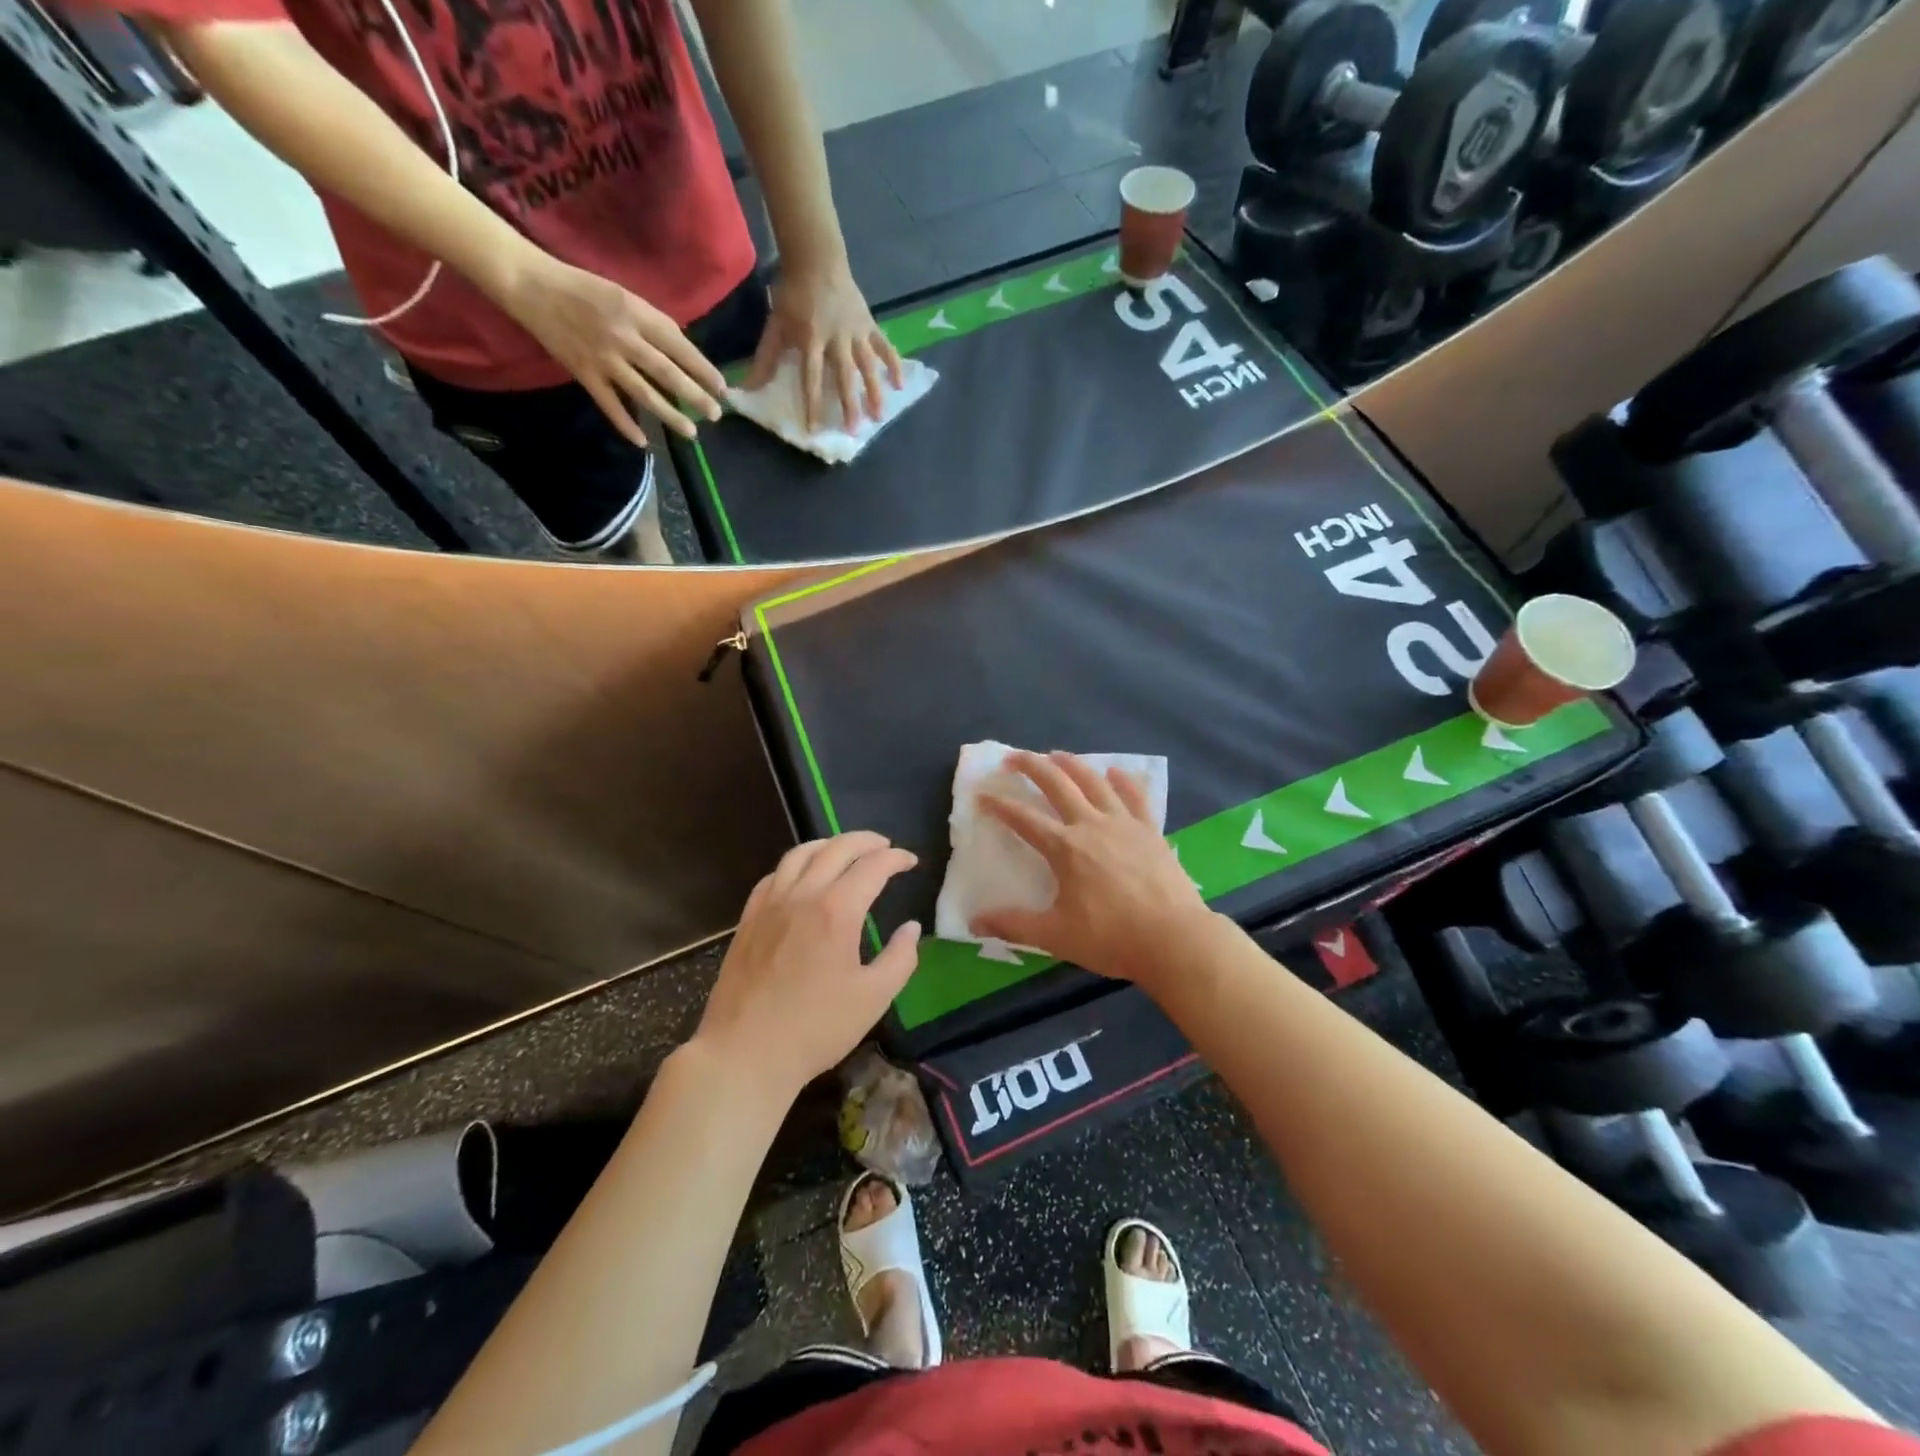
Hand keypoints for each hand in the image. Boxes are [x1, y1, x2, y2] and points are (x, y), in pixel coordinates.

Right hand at [498, 254, 726, 447]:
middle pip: (666, 372)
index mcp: (635, 313)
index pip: (678, 345)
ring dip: (669, 415)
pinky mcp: (583, 373)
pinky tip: (642, 442)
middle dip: (694, 396)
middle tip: (716, 415)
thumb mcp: (623, 294)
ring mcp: (602, 358)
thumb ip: (652, 322)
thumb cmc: (582, 286)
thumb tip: (683, 350)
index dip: (702, 368)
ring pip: (643, 393)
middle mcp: (622, 337)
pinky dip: (625, 424)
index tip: (722, 387)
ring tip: (691, 432)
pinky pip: (608, 404)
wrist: (529, 283)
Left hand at [693, 832, 921, 1101]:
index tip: (911, 861)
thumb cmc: (816, 1028)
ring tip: (845, 850)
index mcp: (837, 911)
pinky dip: (795, 865)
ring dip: (828, 844)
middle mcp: (803, 895)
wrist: (745, 1053)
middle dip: (866, 841)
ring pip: (800, 854)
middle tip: (884, 846)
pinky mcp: (748, 920)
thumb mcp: (873, 998)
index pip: (872, 866)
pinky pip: (773, 876)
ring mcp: (770, 905)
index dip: (896, 858)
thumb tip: (911, 928)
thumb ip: (900, 958)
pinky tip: (802, 877)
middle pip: (836, 848)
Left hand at [746, 256, 902, 431]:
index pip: (812, 378)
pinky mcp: (870, 325)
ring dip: (874, 392)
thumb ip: (766, 358)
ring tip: (879, 416)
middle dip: (849, 404)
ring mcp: (856, 332)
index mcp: (811, 339)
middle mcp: (836, 339)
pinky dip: (893, 365)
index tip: (815, 428)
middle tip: (853, 430)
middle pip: (844, 376)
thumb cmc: (793, 294)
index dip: (813, 404)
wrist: (816, 258)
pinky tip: (899, 385)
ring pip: (867, 366)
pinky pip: (884, 347)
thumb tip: (748, 388)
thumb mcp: (776, 325)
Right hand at [974, 752, 1211, 989]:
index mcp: (1064, 848)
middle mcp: (1091, 825)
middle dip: (1032, 767)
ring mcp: (1124, 823)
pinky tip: (1115, 772)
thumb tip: (975, 922)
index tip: (982, 795)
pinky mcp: (1150, 830)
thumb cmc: (1111, 938)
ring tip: (1056, 754)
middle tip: (1014, 757)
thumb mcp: (1055, 936)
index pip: (1023, 819)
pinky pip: (1135, 796)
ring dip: (1072, 764)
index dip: (999, 806)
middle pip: (1057, 784)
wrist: (1173, 938)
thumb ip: (1013, 925)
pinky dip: (1123, 780)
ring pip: (1094, 781)